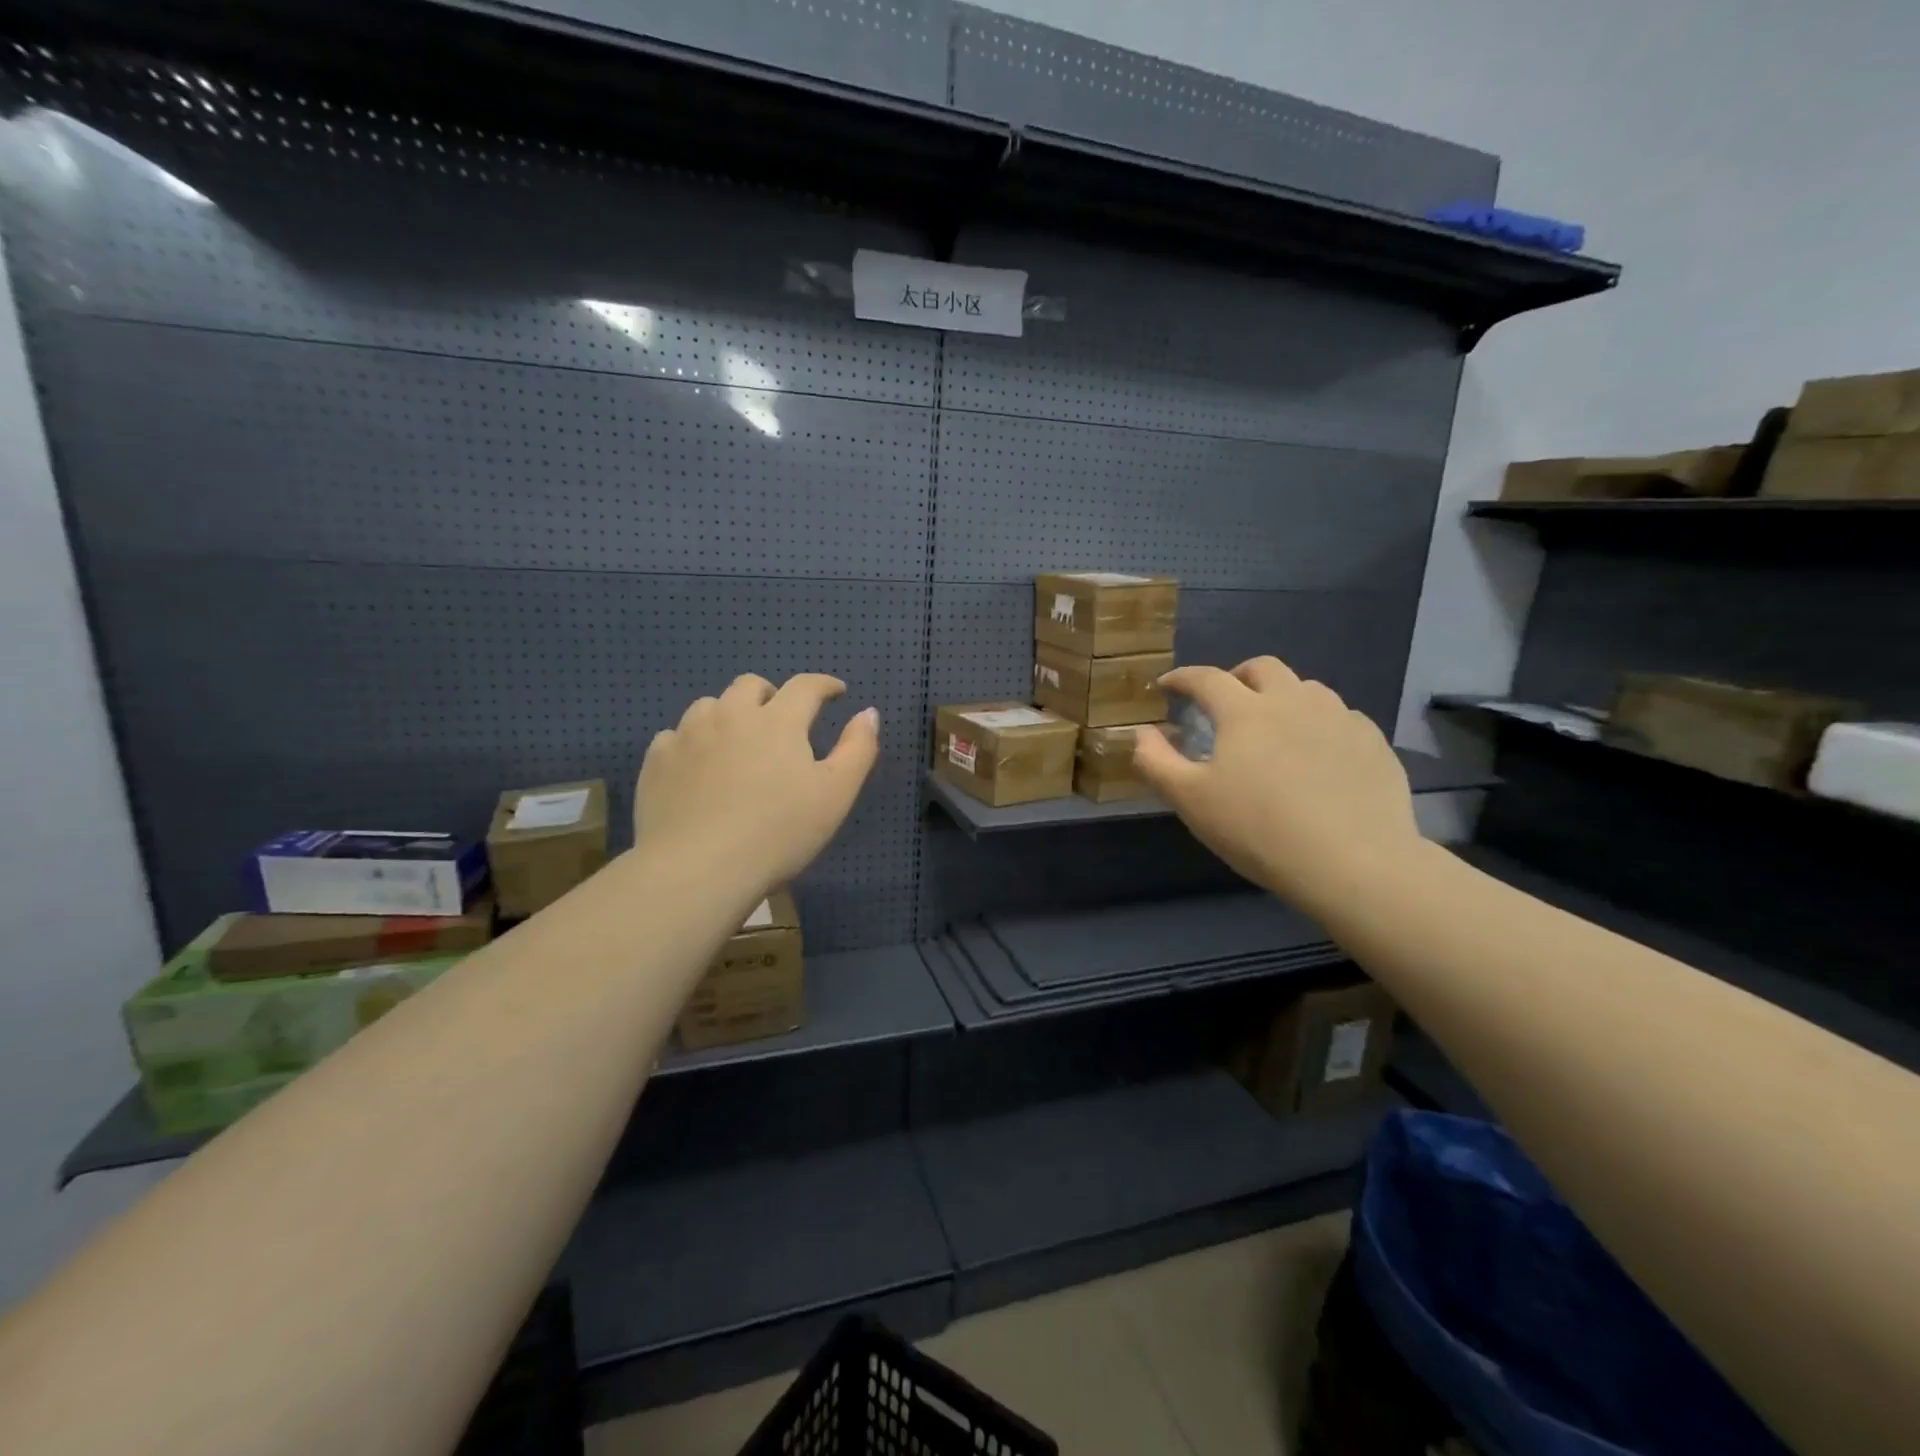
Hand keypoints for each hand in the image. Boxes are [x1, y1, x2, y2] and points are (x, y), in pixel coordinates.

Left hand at [635, 674, 879, 896]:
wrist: (698, 868)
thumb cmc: (778, 833)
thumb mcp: (835, 795)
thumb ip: (857, 749)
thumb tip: (868, 712)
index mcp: (778, 721)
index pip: (805, 686)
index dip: (824, 685)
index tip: (836, 692)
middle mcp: (730, 715)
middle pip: (751, 685)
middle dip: (771, 694)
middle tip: (781, 719)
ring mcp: (687, 736)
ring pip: (709, 706)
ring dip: (728, 714)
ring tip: (736, 742)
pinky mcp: (656, 761)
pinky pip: (675, 736)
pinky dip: (691, 743)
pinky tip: (697, 767)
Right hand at [1133, 657, 1419, 914]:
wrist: (1353, 863)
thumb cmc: (1258, 830)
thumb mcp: (1191, 801)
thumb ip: (1156, 762)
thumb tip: (1141, 733)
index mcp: (1245, 711)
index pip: (1206, 678)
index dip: (1182, 678)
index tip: (1168, 685)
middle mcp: (1294, 701)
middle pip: (1262, 668)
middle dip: (1237, 676)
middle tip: (1225, 701)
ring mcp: (1340, 719)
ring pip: (1307, 689)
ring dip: (1282, 697)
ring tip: (1274, 727)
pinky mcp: (1373, 743)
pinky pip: (1341, 718)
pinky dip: (1319, 725)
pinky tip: (1318, 755)